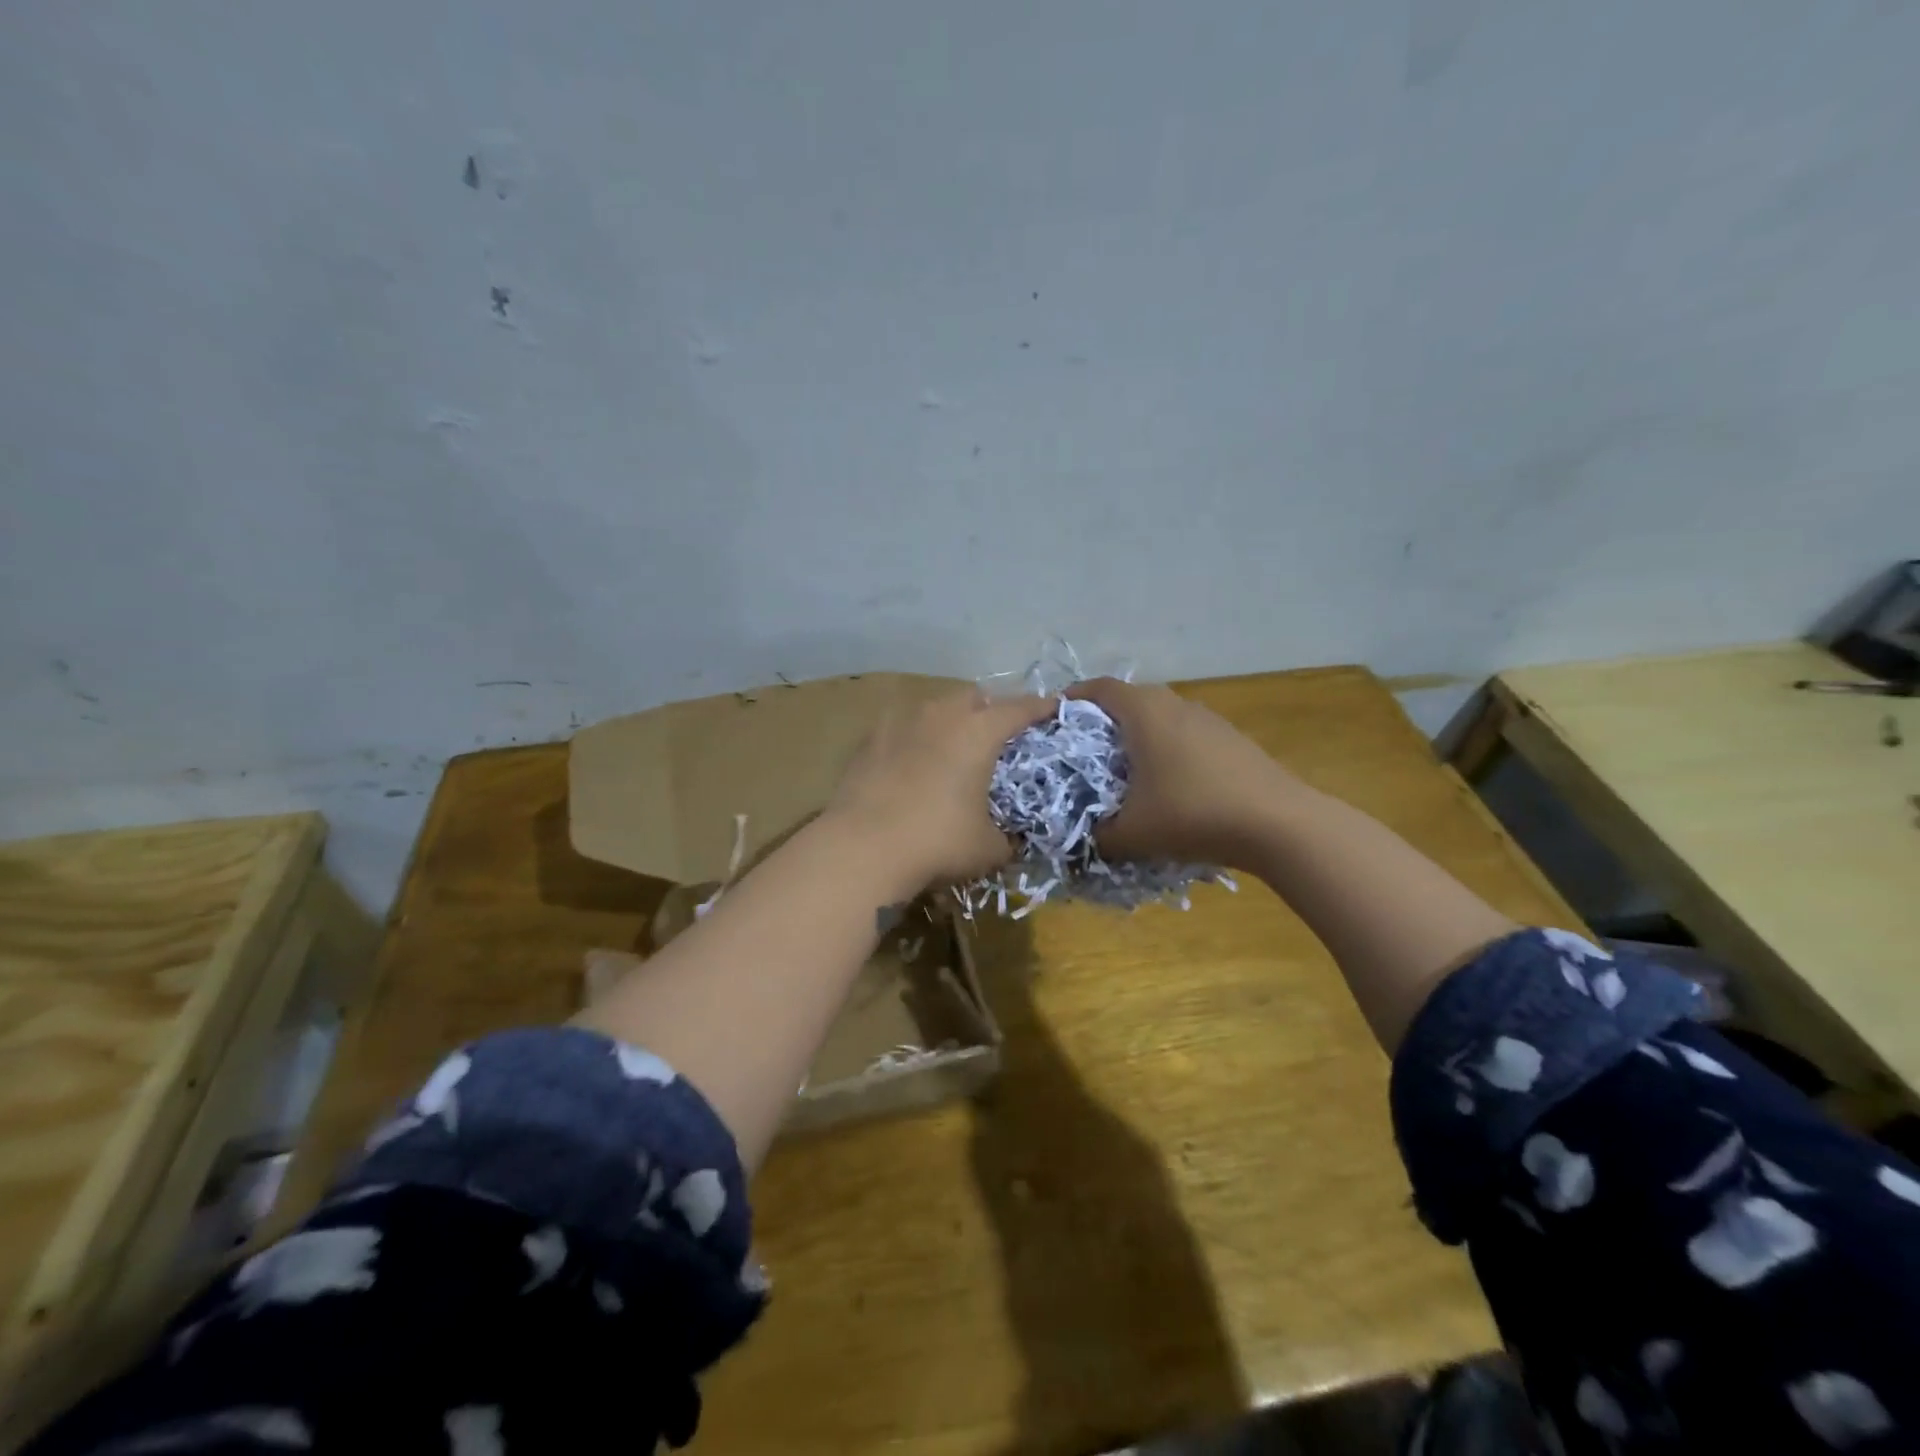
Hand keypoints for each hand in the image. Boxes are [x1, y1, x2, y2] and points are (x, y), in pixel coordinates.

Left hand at [826, 688, 1056, 885]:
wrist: (862, 848)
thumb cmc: (937, 842)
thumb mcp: (988, 849)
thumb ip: (1008, 838)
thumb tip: (1010, 841)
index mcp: (979, 732)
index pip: (1019, 708)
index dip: (1040, 708)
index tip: (1053, 708)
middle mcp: (941, 715)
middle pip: (973, 697)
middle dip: (990, 709)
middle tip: (997, 735)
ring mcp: (900, 723)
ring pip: (934, 707)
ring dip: (950, 720)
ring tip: (952, 747)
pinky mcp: (869, 740)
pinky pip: (901, 727)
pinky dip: (914, 738)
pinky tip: (912, 762)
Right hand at [1064, 678, 1299, 867]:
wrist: (1277, 823)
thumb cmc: (1192, 814)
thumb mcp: (1132, 834)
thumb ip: (1098, 836)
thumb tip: (1083, 840)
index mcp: (1144, 713)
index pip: (1099, 688)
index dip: (1074, 699)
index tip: (1056, 718)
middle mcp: (1175, 704)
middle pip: (1131, 699)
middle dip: (1105, 719)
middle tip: (1086, 749)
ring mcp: (1208, 719)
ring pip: (1162, 716)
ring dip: (1141, 734)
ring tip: (1126, 767)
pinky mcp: (1232, 738)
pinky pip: (1187, 733)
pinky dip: (1169, 747)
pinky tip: (1171, 782)